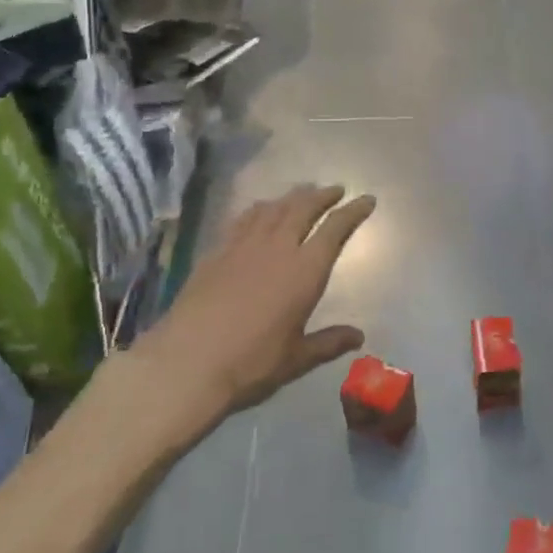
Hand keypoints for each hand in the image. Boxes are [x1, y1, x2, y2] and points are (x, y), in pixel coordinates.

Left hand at [129, 184, 376, 415]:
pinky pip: (243, 219)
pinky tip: (260, 210)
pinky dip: (259, 209)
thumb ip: (329, 342)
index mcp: (305, 271)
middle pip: (303, 208)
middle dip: (323, 196)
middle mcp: (277, 248)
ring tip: (302, 192)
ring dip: (292, 196)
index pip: (335, 229)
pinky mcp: (216, 252)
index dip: (353, 212)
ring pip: (273, 208)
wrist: (186, 363)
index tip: (366, 199)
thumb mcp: (297, 358)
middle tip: (335, 189)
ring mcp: (243, 246)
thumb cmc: (251, 363)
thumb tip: (359, 336)